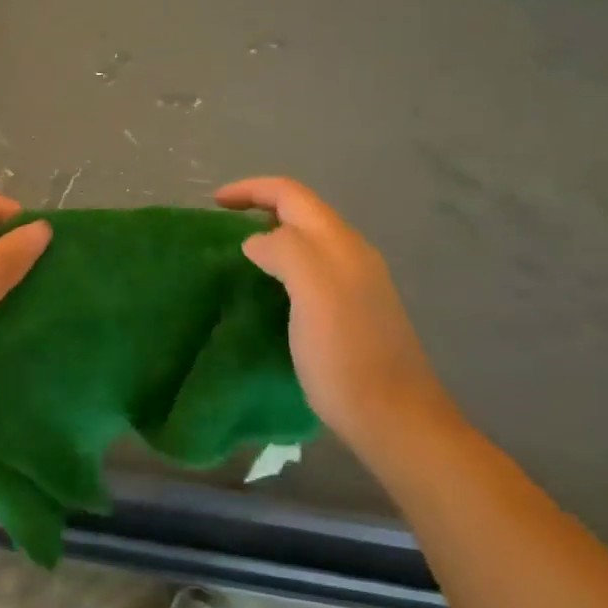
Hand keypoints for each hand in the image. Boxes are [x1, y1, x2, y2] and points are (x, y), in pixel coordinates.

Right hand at [216, 177, 455, 446]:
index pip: (291, 193)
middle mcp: (351, 253)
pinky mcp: (353, 311)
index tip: (213, 203)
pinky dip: (283, 266)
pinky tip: (268, 292)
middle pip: (301, 212)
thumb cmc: (346, 355)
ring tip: (238, 258)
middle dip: (260, 209)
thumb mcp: (311, 292)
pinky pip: (311, 270)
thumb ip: (284, 250)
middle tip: (222, 229)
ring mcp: (356, 282)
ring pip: (307, 241)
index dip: (250, 189)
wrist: (394, 418)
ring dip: (271, 238)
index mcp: (339, 242)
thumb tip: (257, 242)